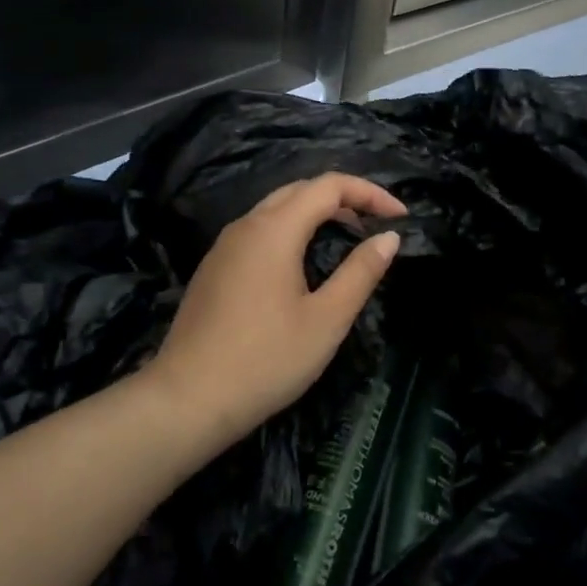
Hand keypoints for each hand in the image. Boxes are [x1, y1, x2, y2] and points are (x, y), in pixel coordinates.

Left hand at [142, 173, 405, 450]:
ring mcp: (225, 245)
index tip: (400, 217)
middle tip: (375, 225)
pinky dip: (291, 230)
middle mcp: (247, 225)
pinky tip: (303, 264)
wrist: (186, 399)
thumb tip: (388, 237)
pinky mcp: (214, 267)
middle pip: (301, 189)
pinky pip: (259, 230)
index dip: (369, 193)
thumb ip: (361, 272)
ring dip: (316, 213)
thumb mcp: (326, 320)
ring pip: (277, 209)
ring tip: (347, 240)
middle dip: (344, 198)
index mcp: (275, 229)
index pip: (329, 186)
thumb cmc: (266, 360)